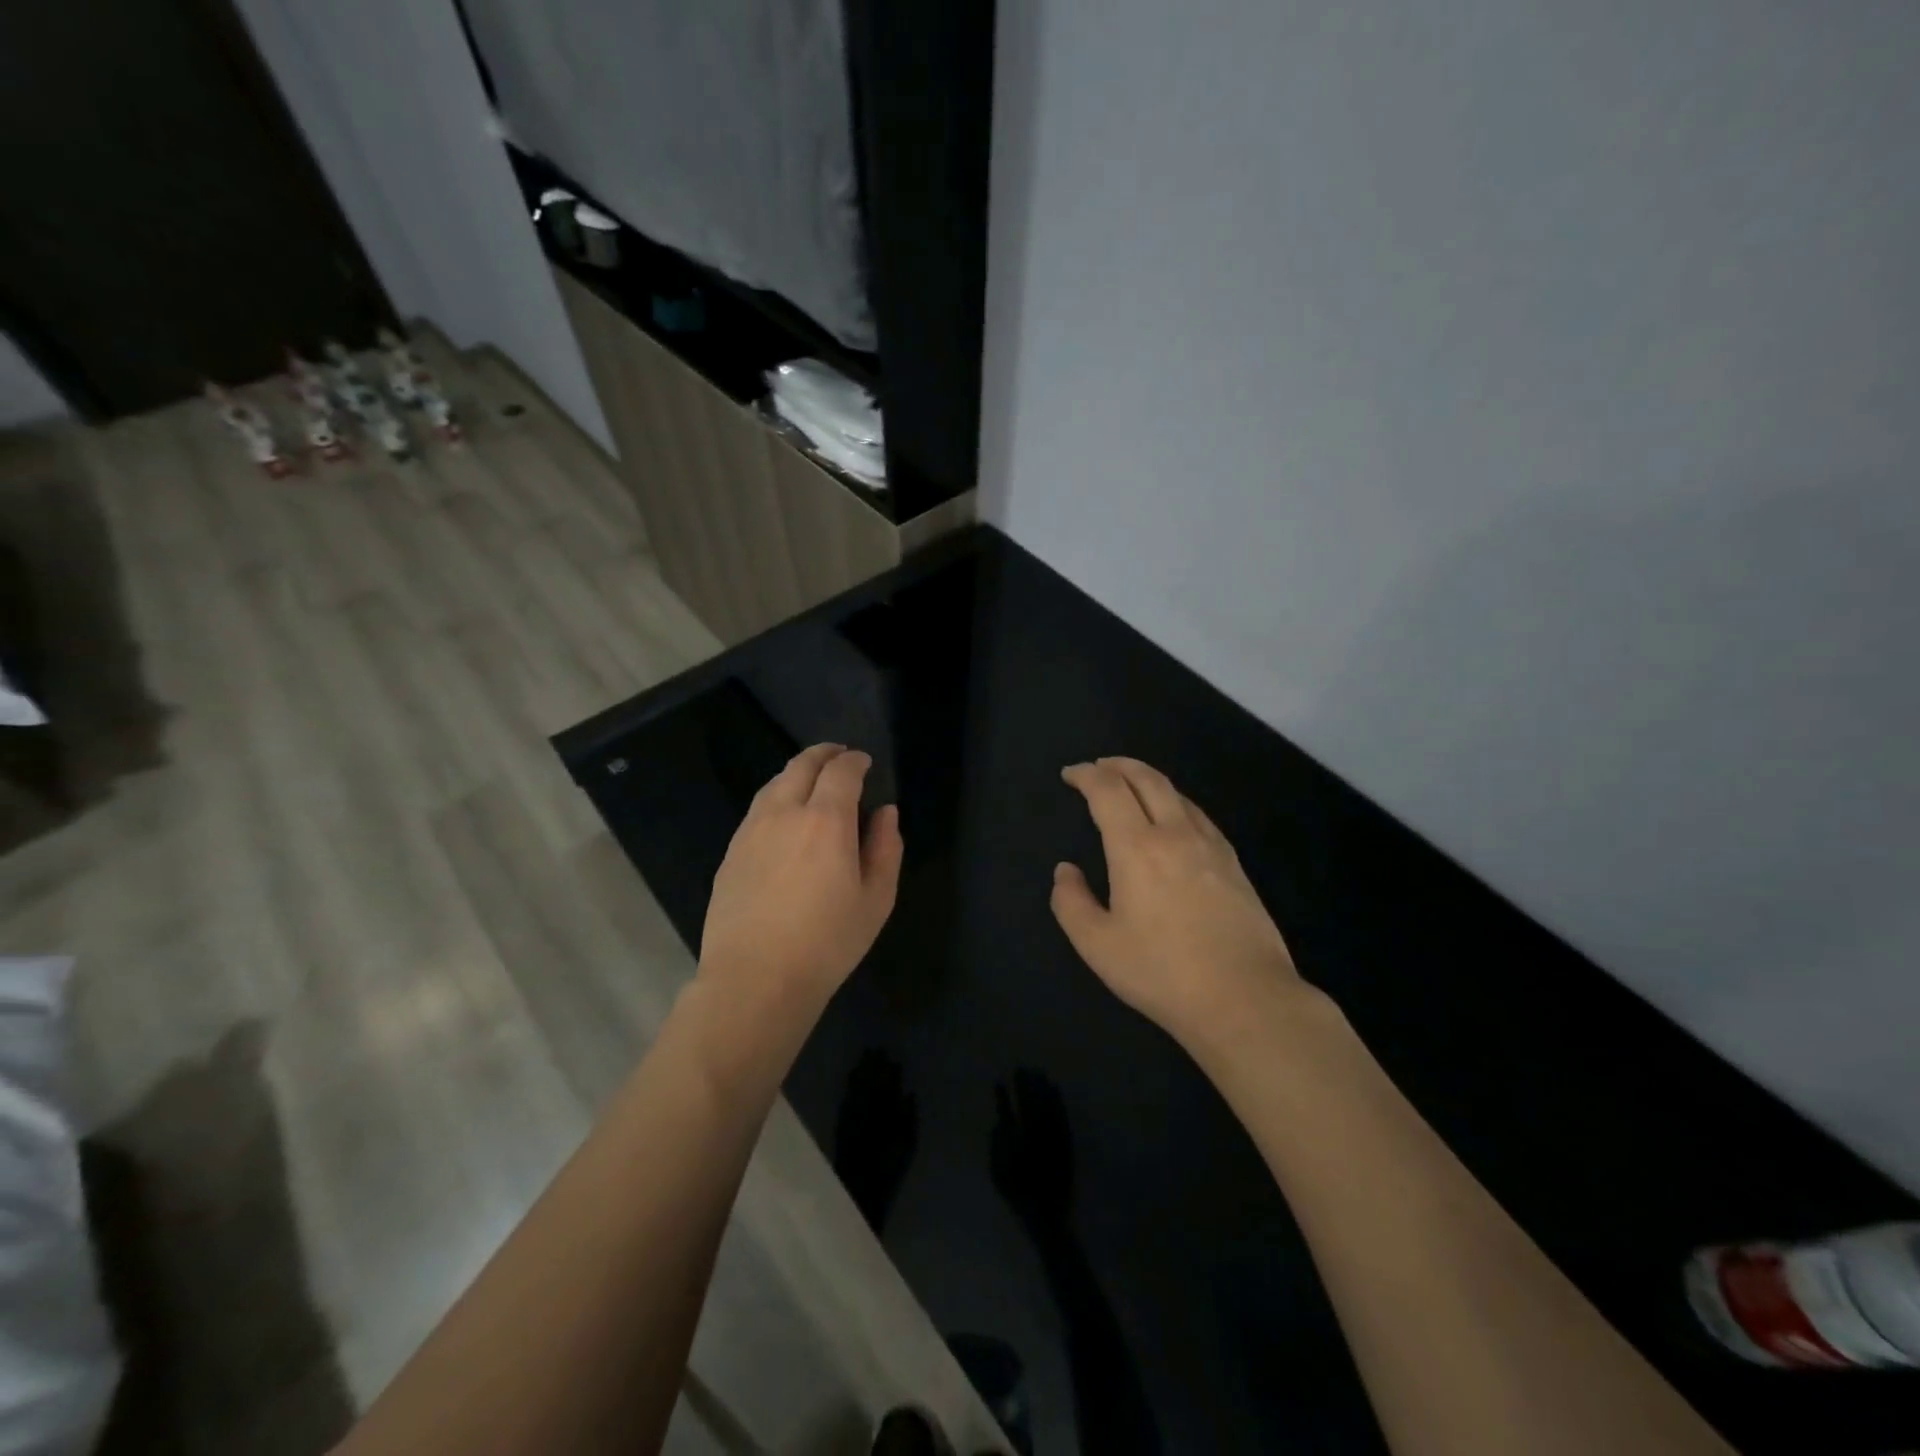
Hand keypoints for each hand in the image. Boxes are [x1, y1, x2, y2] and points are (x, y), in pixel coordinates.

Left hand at [698, 744, 902, 1012]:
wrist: (755, 980)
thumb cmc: (827, 943)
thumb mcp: (875, 900)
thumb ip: (885, 848)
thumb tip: (885, 813)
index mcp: (826, 821)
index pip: (841, 772)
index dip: (855, 761)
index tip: (864, 762)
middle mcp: (784, 813)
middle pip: (801, 766)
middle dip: (823, 754)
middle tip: (839, 755)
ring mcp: (751, 831)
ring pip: (774, 784)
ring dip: (797, 773)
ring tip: (811, 779)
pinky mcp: (731, 852)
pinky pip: (757, 809)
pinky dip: (776, 797)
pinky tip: (784, 816)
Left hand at [833, 1049, 918, 1235]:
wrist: (859, 1191)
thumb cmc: (888, 1169)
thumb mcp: (907, 1145)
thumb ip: (909, 1117)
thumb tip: (908, 1094)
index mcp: (884, 1114)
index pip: (887, 1085)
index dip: (890, 1071)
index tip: (892, 1058)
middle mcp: (866, 1110)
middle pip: (870, 1081)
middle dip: (873, 1064)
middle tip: (876, 1049)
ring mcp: (852, 1116)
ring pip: (856, 1086)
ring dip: (861, 1070)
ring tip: (865, 1056)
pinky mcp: (842, 1124)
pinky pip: (846, 1097)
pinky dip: (850, 1084)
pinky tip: (851, 1075)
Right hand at [990, 1068, 1075, 1240]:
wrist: (1049, 1217)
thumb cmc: (1020, 1197)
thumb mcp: (999, 1177)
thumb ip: (995, 1149)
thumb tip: (998, 1125)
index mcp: (1016, 1146)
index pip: (1008, 1113)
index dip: (1003, 1097)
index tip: (999, 1081)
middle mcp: (1035, 1138)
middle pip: (1029, 1104)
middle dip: (1025, 1085)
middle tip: (1021, 1068)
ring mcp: (1052, 1140)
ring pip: (1047, 1107)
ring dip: (1042, 1087)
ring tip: (1038, 1071)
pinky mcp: (1066, 1143)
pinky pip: (1062, 1116)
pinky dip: (1058, 1101)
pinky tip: (1055, 1089)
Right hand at [1052, 757, 1302, 1049]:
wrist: (1246, 999)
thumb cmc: (1162, 973)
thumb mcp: (1097, 945)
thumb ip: (1071, 902)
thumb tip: (1066, 871)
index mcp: (1137, 847)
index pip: (1108, 791)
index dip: (1086, 775)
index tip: (1070, 774)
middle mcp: (1175, 834)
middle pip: (1147, 779)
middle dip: (1118, 765)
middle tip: (1099, 766)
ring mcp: (1211, 846)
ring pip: (1177, 794)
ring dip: (1148, 780)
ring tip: (1131, 786)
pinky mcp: (1234, 864)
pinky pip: (1199, 816)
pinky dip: (1175, 802)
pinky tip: (1174, 820)